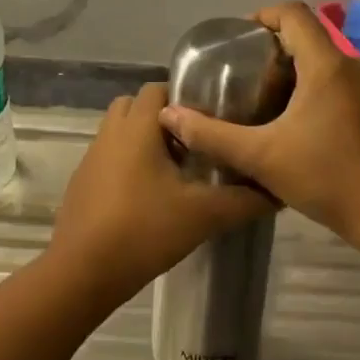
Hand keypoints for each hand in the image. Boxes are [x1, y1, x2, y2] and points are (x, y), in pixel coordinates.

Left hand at [49, 83, 270, 303]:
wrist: (83, 271)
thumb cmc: (144, 230)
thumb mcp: (203, 215)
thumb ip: (244, 200)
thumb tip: (277, 192)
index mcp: (137, 128)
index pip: (157, 88)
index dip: (185, 98)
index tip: (211, 120)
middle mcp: (110, 134)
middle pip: (135, 106)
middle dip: (163, 118)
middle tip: (193, 144)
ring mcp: (90, 158)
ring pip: (119, 133)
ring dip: (144, 142)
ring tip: (174, 172)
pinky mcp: (81, 184)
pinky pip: (108, 159)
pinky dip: (127, 165)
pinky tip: (148, 198)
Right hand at [160, 2, 359, 260]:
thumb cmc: (325, 180)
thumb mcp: (260, 158)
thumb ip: (211, 135)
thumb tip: (169, 114)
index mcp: (328, 66)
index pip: (294, 14)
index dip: (265, 16)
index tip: (244, 38)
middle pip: (314, 41)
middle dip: (283, 54)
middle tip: (254, 81)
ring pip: (337, 66)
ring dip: (309, 76)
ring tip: (282, 106)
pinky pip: (357, 86)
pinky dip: (334, 94)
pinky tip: (319, 127)